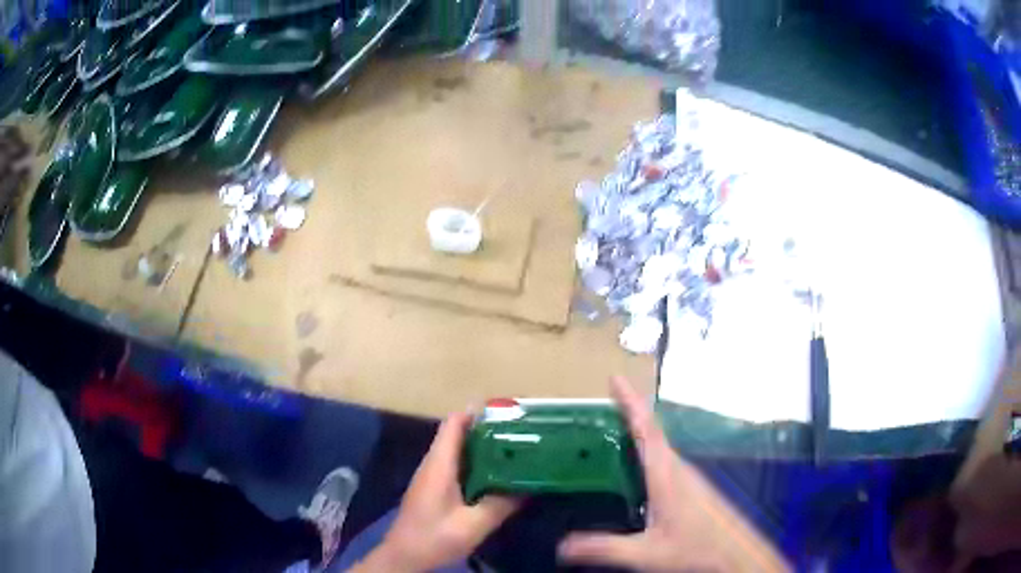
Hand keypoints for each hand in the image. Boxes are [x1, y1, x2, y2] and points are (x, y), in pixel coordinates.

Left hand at [352, 412, 520, 571]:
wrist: (404, 556)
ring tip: (514, 451)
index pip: (454, 423)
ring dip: (482, 448)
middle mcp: (433, 464)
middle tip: (520, 434)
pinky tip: (496, 477)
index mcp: (439, 465)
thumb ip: (500, 505)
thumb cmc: (434, 537)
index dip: (478, 414)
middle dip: (487, 430)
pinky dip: (476, 465)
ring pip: (457, 451)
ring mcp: (431, 476)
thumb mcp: (473, 525)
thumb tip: (528, 488)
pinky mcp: (433, 489)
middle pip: (458, 434)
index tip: (508, 415)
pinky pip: (456, 466)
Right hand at [557, 376, 790, 572]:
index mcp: (666, 475)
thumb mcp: (646, 552)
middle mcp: (677, 468)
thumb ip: (604, 548)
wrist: (734, 554)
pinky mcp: (691, 488)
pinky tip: (632, 469)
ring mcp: (687, 477)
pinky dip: (645, 452)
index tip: (615, 378)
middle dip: (627, 414)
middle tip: (598, 406)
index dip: (631, 403)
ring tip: (608, 432)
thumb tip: (561, 546)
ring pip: (658, 447)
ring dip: (636, 433)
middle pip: (651, 432)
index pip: (646, 430)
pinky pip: (663, 460)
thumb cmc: (695, 548)